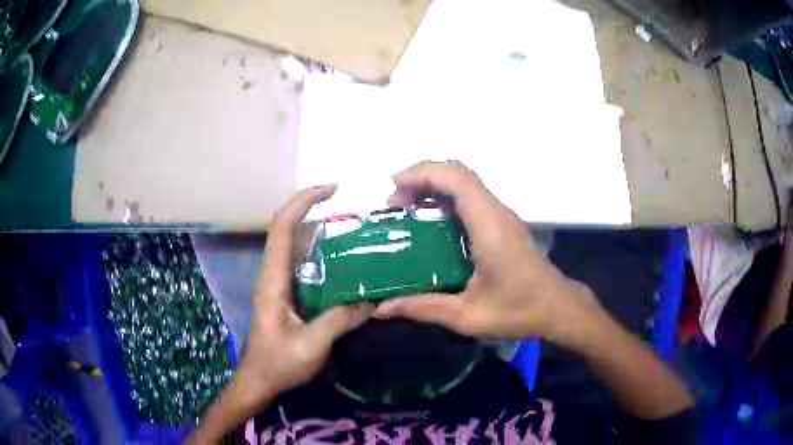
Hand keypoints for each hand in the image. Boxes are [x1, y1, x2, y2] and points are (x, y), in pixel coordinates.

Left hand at [244, 185, 372, 391]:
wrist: (259, 380)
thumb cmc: (278, 364)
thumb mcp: (310, 345)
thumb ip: (339, 320)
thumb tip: (373, 299)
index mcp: (272, 279)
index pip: (281, 226)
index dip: (303, 201)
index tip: (333, 190)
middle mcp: (272, 273)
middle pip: (286, 228)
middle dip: (313, 209)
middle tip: (351, 212)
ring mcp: (277, 283)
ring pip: (294, 244)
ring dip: (318, 230)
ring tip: (352, 233)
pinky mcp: (285, 293)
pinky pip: (302, 263)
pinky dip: (321, 253)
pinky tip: (344, 264)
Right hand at [375, 161, 601, 343]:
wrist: (556, 307)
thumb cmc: (518, 310)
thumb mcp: (467, 316)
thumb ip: (424, 309)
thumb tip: (383, 307)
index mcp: (489, 226)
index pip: (456, 179)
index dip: (422, 173)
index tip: (392, 186)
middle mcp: (496, 211)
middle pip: (458, 172)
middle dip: (422, 178)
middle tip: (395, 204)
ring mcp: (501, 214)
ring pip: (464, 181)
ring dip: (433, 186)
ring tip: (407, 210)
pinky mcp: (502, 222)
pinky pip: (470, 196)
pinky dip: (445, 197)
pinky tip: (431, 223)